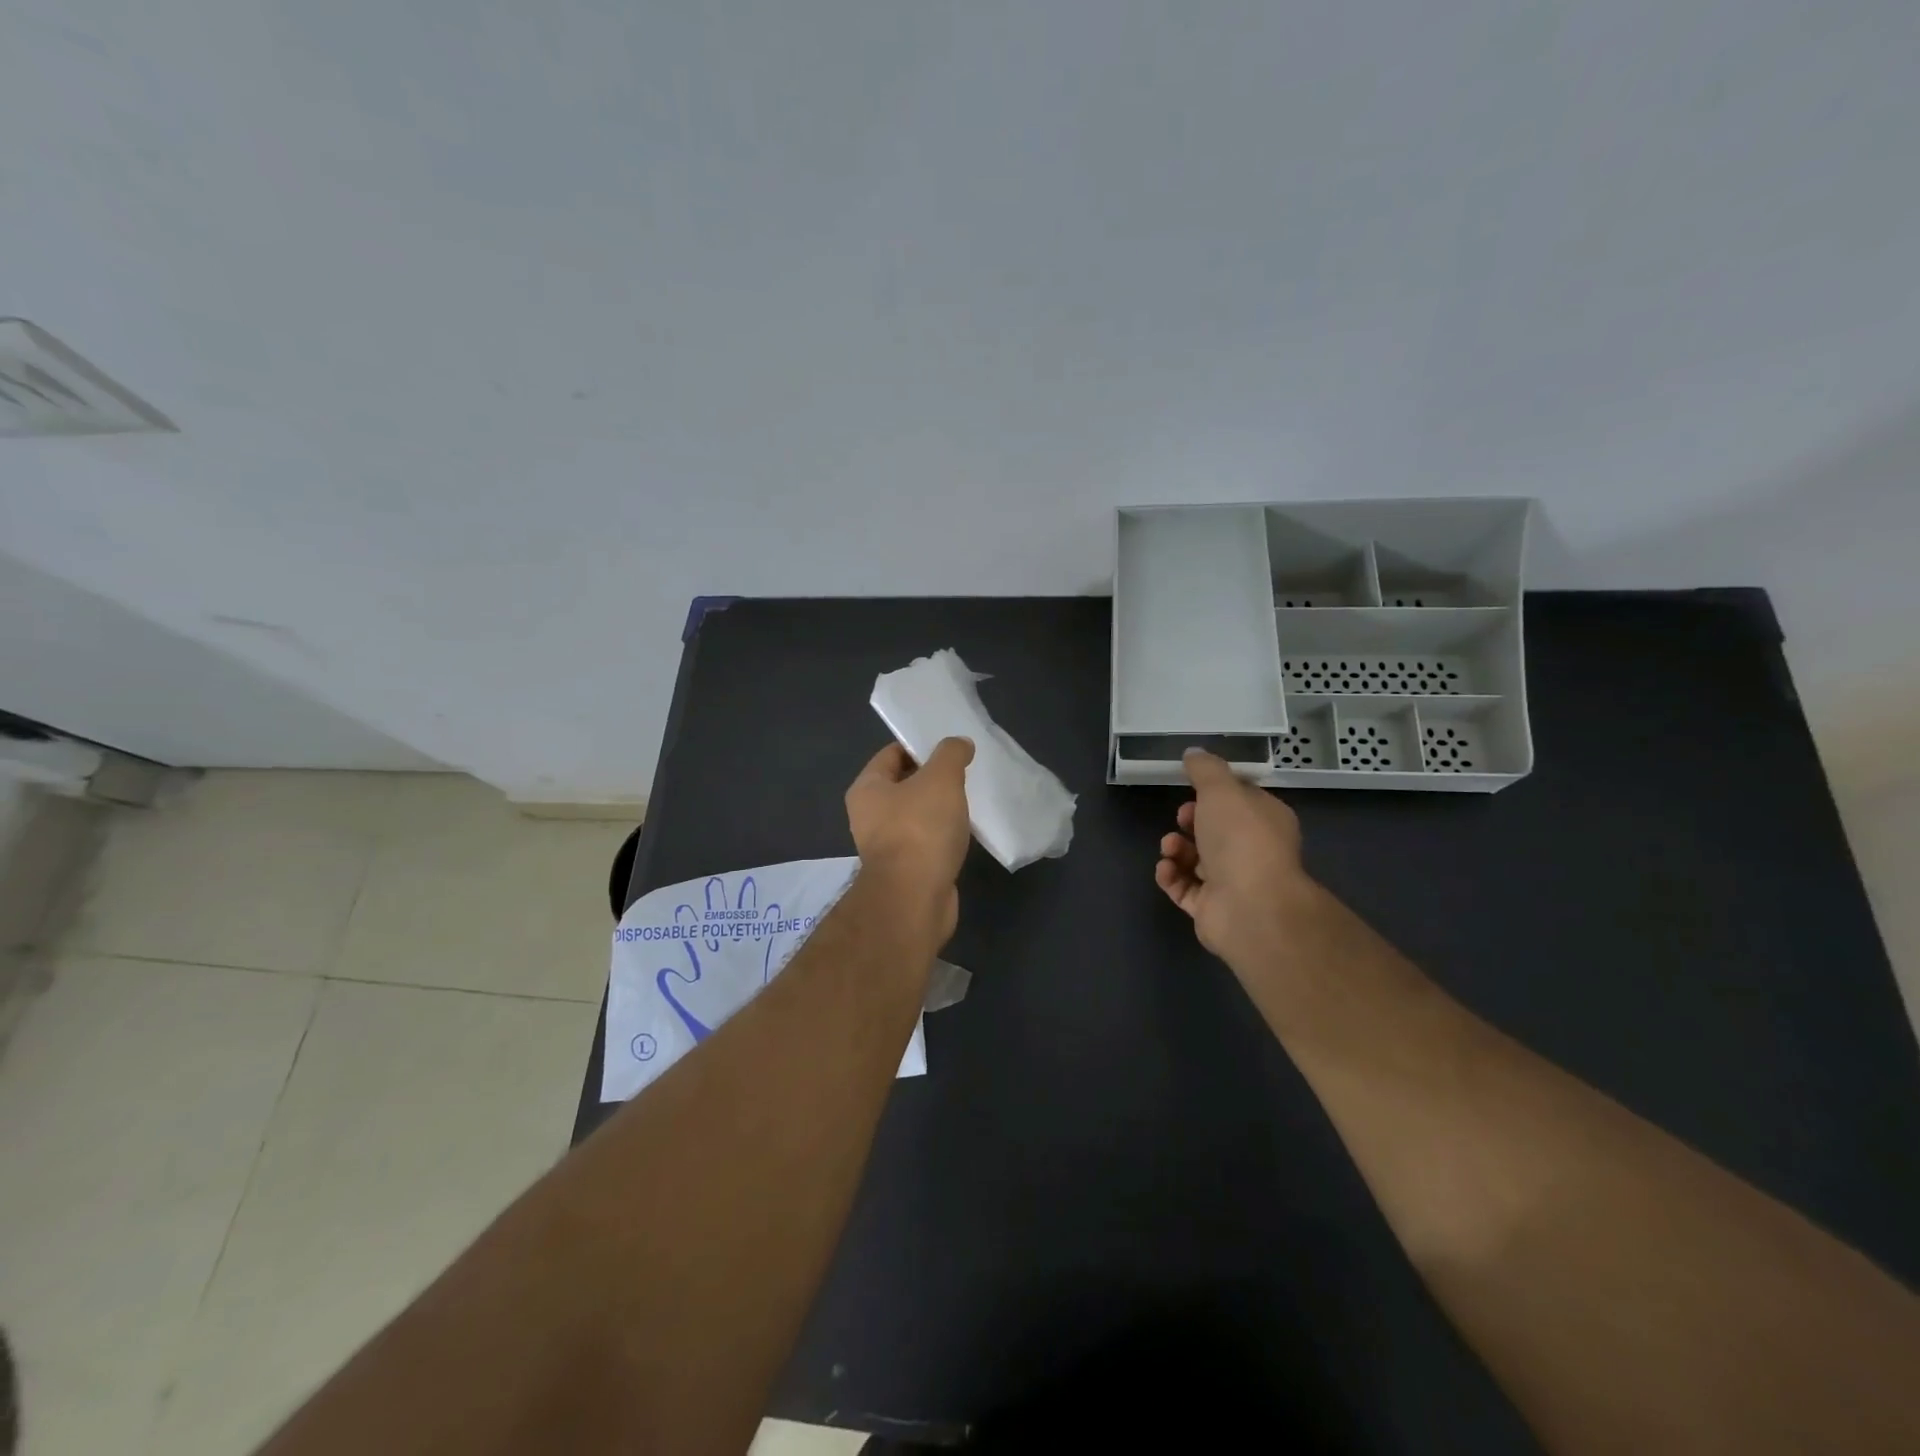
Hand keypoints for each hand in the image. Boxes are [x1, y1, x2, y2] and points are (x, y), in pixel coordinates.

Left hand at [845, 738, 974, 940]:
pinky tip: (965, 832)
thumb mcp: (940, 779)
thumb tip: (959, 743)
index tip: (951, 747)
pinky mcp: (906, 870)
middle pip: (904, 784)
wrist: (915, 899)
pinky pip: (926, 841)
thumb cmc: (920, 830)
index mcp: (867, 788)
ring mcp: (886, 845)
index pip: (892, 754)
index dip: (920, 746)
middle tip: (965, 771)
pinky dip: (943, 835)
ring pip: (916, 815)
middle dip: (933, 778)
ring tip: (970, 800)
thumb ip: (951, 754)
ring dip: (940, 808)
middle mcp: (869, 815)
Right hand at [1156, 748, 1313, 971]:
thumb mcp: (1221, 789)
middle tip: (1182, 818)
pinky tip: (1165, 868)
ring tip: (1170, 847)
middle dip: (1191, 820)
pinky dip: (1171, 876)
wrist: (1250, 906)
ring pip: (1196, 859)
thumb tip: (1193, 753)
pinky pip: (1183, 888)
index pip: (1240, 801)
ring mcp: (1232, 882)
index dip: (1214, 793)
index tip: (1192, 788)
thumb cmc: (1242, 839)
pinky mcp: (1210, 908)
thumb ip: (1205, 769)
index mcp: (1266, 820)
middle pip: (1214, 830)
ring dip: (1176, 848)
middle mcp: (1252, 851)